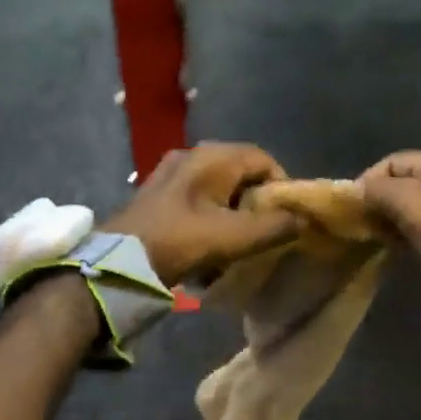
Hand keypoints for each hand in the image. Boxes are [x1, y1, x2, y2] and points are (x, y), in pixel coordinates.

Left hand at [104, 142, 300, 284]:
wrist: (119, 264)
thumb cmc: (179, 243)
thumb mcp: (233, 237)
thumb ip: (273, 227)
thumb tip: (301, 220)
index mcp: (212, 157)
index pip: (264, 159)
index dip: (281, 187)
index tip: (285, 219)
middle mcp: (192, 156)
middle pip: (241, 173)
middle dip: (257, 203)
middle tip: (263, 233)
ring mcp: (171, 174)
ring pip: (219, 189)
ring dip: (233, 214)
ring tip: (237, 243)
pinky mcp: (158, 195)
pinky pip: (197, 200)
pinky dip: (211, 218)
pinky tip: (208, 245)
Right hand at [360, 151, 420, 311]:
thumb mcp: (417, 206)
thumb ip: (383, 190)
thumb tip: (355, 190)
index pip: (393, 161)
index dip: (368, 180)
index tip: (351, 208)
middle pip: (398, 183)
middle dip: (374, 200)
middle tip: (354, 224)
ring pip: (402, 206)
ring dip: (382, 218)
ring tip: (365, 235)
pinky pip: (410, 226)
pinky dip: (394, 233)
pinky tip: (382, 245)